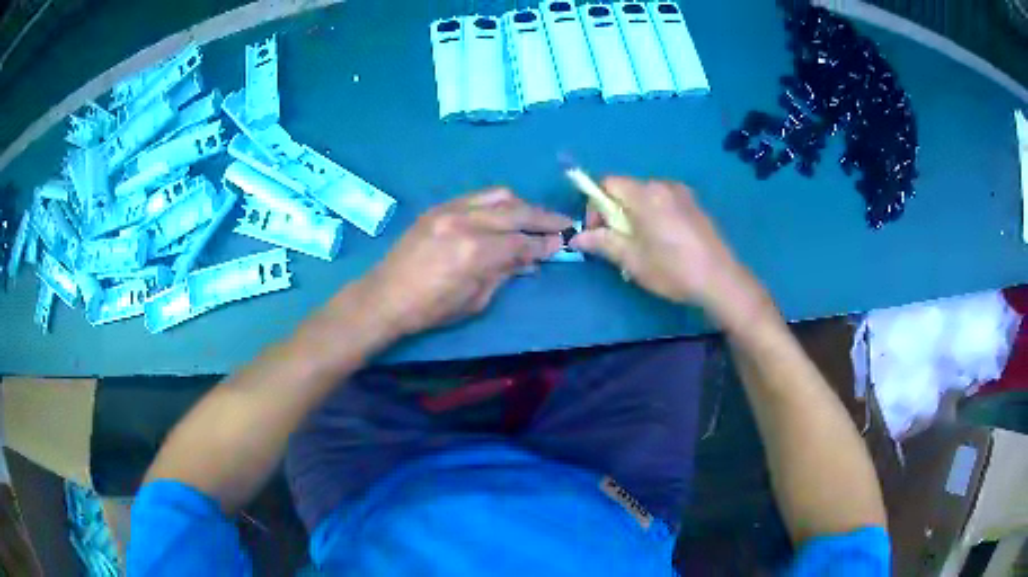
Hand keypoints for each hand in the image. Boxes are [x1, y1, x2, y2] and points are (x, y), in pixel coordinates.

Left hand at [361, 188, 571, 336]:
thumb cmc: (430, 309)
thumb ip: (504, 273)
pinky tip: (505, 213)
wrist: (385, 296)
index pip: (522, 240)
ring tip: (535, 216)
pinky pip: (476, 196)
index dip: (545, 243)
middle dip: (544, 217)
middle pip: (516, 210)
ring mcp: (449, 210)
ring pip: (497, 195)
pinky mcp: (438, 207)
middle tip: (564, 223)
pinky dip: (497, 202)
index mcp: (475, 252)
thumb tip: (530, 259)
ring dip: (522, 204)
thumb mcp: (475, 300)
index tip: (563, 243)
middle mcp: (465, 222)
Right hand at [571, 177, 768, 324]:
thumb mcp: (632, 260)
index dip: (595, 204)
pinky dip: (654, 216)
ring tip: (641, 246)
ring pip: (645, 197)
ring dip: (635, 215)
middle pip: (626, 189)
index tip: (599, 232)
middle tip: (619, 244)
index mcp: (645, 194)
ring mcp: (682, 193)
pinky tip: (663, 243)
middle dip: (615, 212)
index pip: (607, 182)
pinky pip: (664, 202)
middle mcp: (663, 185)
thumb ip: (603, 243)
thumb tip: (576, 237)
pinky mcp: (695, 205)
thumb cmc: (672, 269)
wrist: (721, 280)